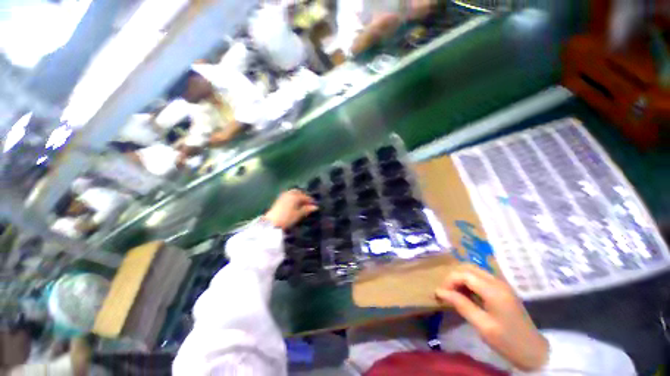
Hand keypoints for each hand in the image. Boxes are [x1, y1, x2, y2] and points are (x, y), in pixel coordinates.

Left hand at [264, 190, 317, 229]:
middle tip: (308, 204)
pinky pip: (288, 196)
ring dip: (298, 197)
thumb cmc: (287, 218)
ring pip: (293, 194)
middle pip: (299, 192)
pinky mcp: (279, 200)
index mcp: (295, 195)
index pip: (305, 196)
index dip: (311, 201)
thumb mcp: (299, 214)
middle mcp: (289, 193)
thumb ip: (307, 209)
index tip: (315, 205)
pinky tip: (294, 205)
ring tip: (302, 205)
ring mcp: (283, 196)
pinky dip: (293, 199)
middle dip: (304, 197)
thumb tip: (315, 207)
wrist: (271, 223)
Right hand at [435, 265, 548, 370]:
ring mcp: (501, 284)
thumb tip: (439, 291)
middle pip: (468, 268)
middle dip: (453, 278)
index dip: (449, 281)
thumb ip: (461, 305)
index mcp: (494, 290)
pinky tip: (467, 296)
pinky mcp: (502, 289)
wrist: (535, 352)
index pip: (464, 274)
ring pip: (473, 271)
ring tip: (454, 294)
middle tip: (447, 293)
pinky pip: (480, 278)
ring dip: (461, 279)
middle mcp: (497, 281)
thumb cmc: (508, 342)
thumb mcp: (482, 325)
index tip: (441, 294)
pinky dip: (469, 282)